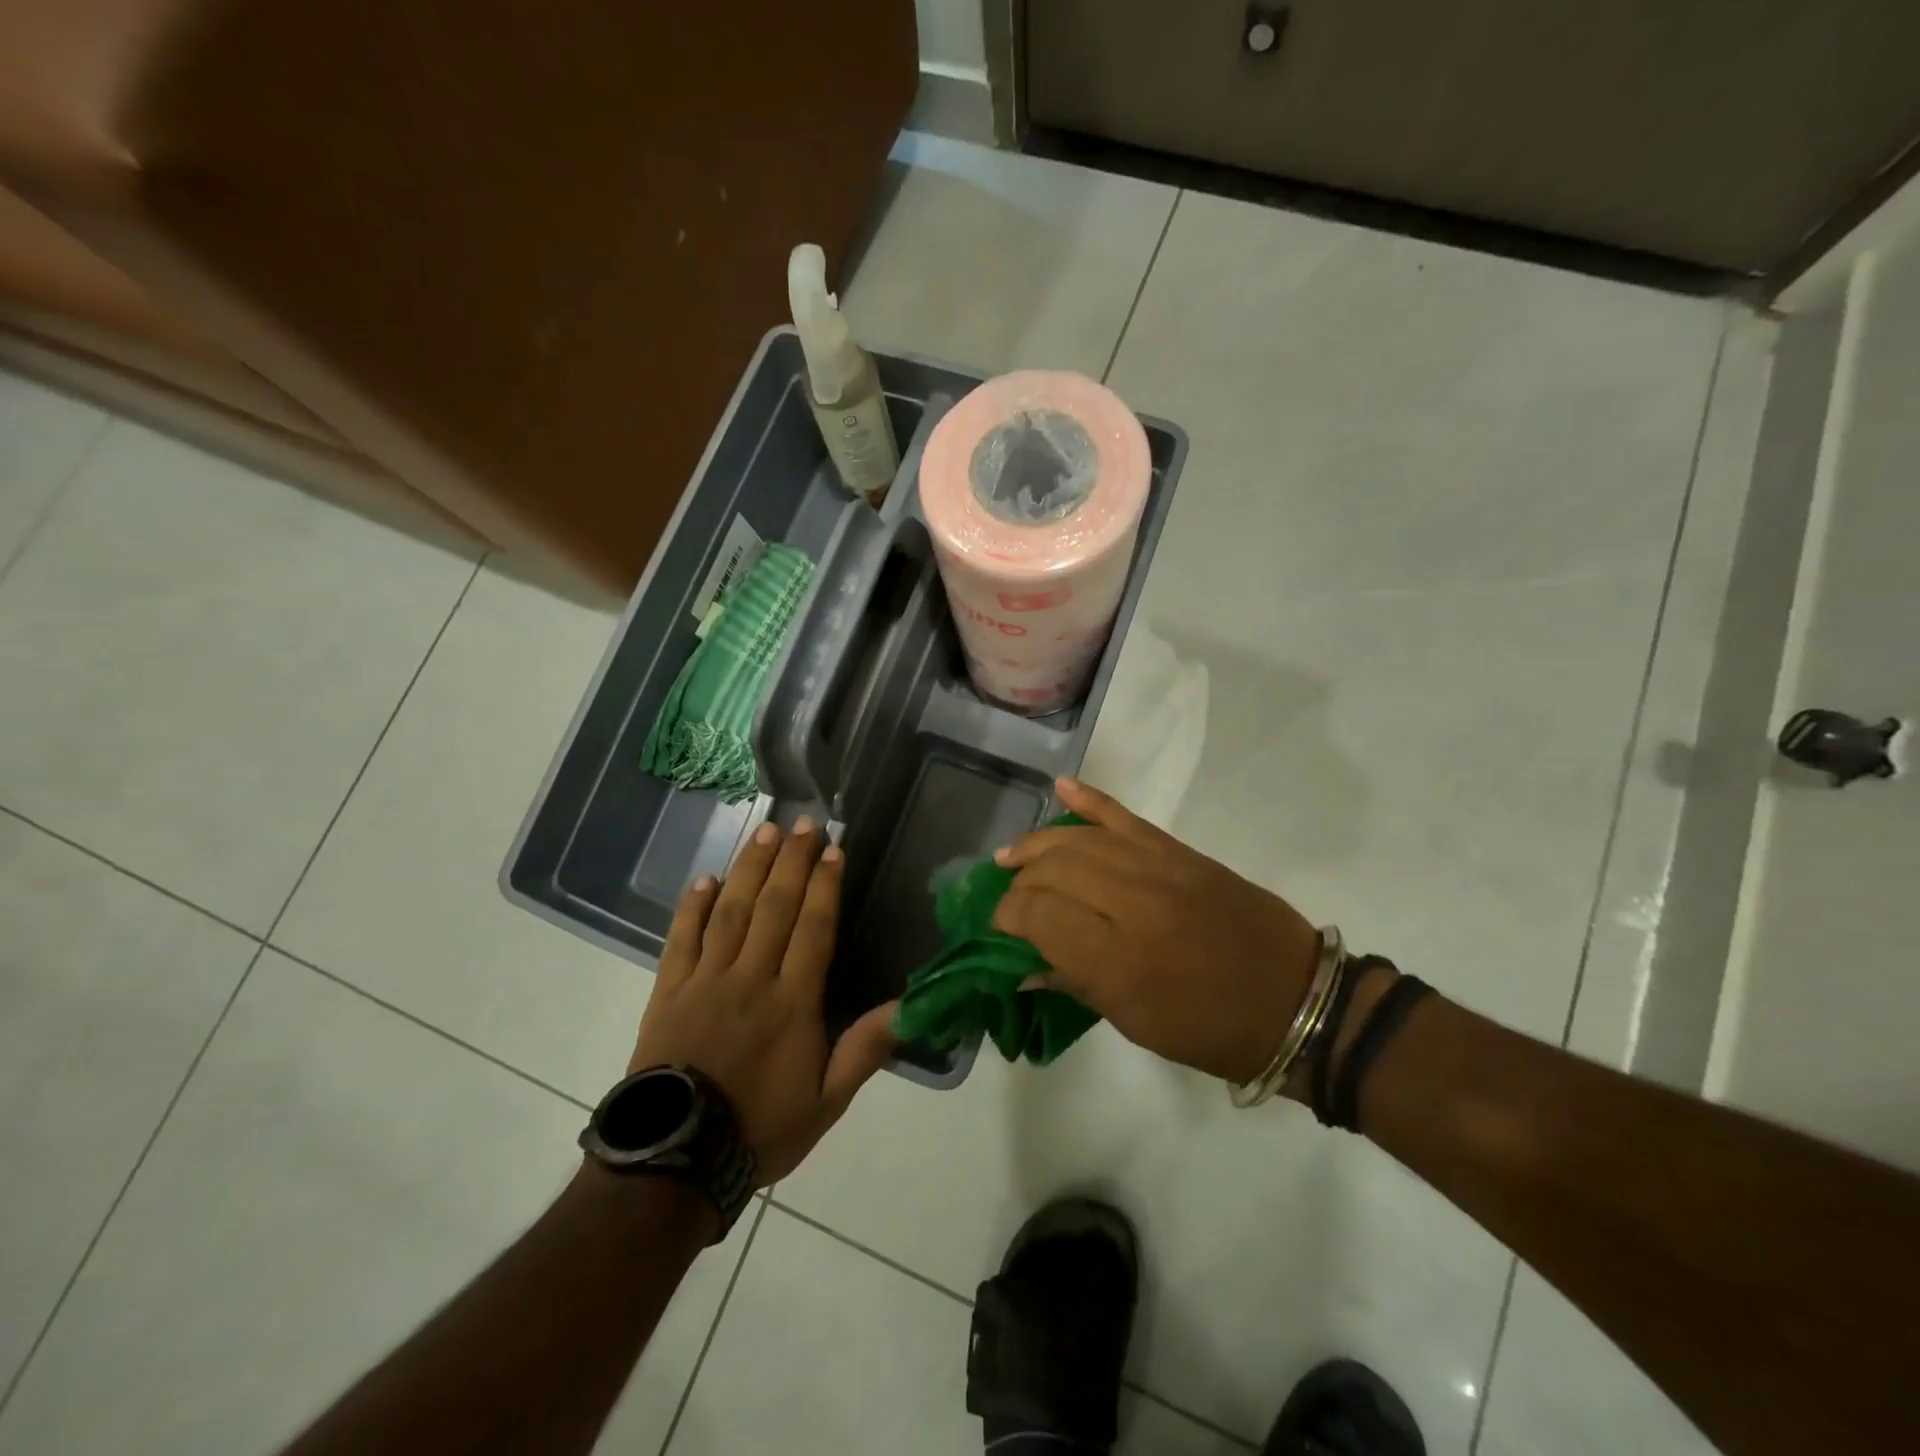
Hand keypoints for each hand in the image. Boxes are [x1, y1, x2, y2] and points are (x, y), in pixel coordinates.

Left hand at [628, 817, 897, 1184]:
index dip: (825, 885)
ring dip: (750, 868)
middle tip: (803, 823)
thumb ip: (866, 1048)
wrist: (674, 1163)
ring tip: (764, 832)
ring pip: (731, 911)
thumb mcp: (827, 1102)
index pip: (813, 928)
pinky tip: (705, 878)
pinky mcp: (668, 991)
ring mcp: (705, 980)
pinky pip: (681, 938)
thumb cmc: (759, 1129)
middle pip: (774, 907)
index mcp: (792, 1002)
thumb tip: (912, 1005)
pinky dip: (692, 906)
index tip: (833, 850)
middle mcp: (750, 978)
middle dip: (791, 861)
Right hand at [992, 779, 1320, 1084]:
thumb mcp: (1135, 1022)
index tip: (998, 925)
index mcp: (1116, 959)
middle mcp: (1130, 903)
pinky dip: (1090, 800)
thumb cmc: (1210, 1028)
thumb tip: (1024, 965)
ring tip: (1013, 854)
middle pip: (1052, 870)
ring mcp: (1156, 868)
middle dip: (1020, 881)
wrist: (1294, 997)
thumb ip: (1075, 983)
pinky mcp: (1178, 851)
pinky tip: (1061, 788)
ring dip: (1038, 843)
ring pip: (1079, 840)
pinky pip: (1124, 816)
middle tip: (1009, 896)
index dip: (1007, 916)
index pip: (1037, 915)